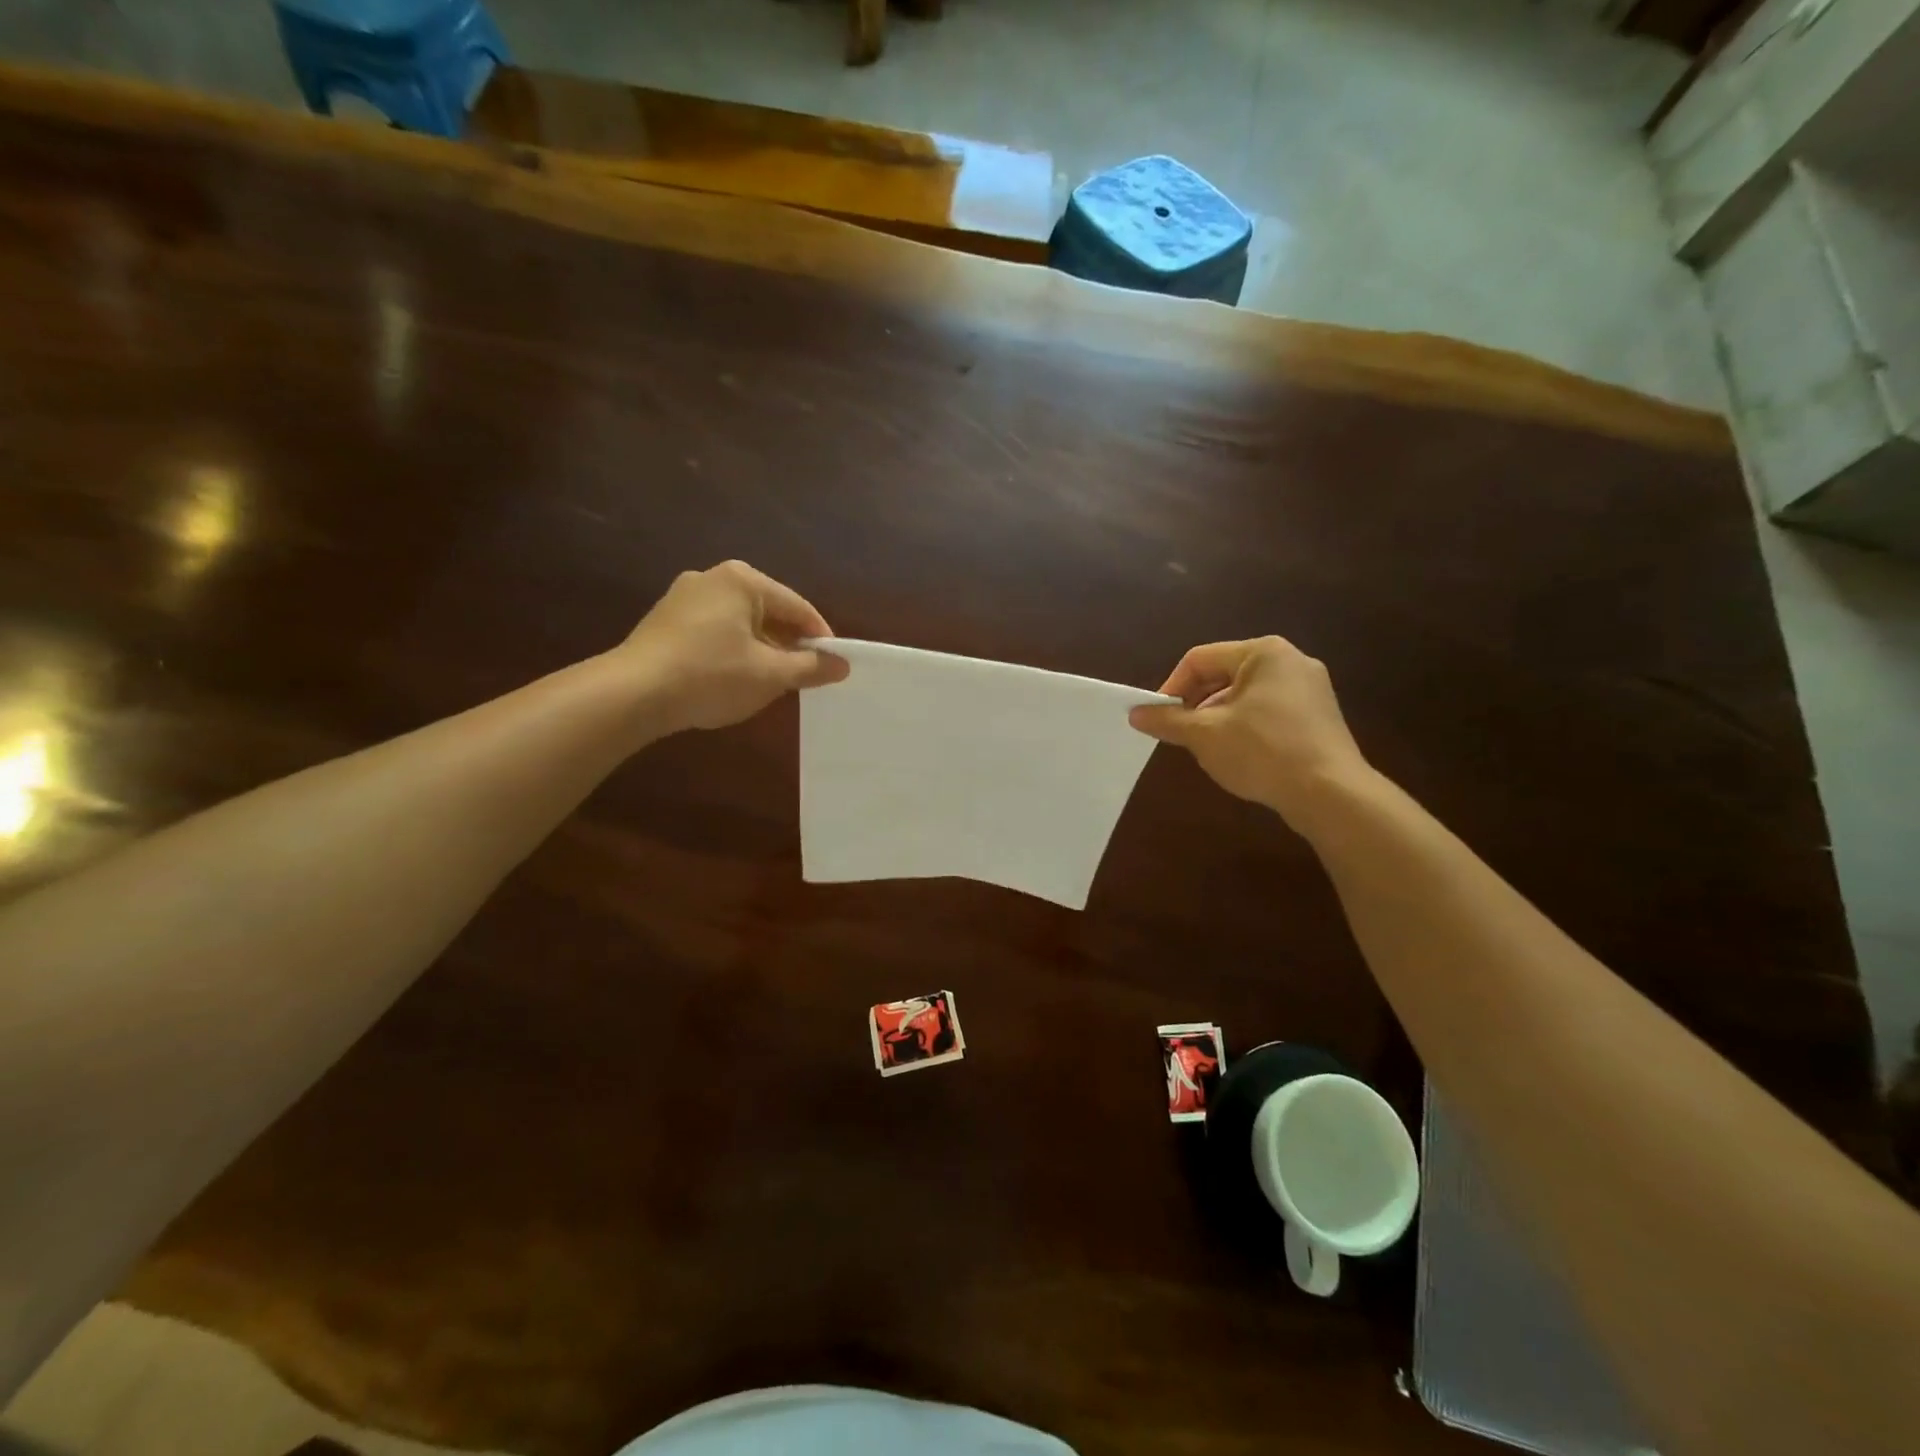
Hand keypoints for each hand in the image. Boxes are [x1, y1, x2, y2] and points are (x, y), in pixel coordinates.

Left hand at [617, 561, 848, 732]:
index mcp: (743, 581)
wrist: (632, 694)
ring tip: (770, 683)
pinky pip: (714, 631)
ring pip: (741, 623)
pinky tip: (732, 679)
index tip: (833, 667)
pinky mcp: (665, 620)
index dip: (820, 639)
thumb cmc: (711, 676)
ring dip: (761, 650)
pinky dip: (732, 651)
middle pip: (769, 612)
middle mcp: (713, 578)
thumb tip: (842, 665)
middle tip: (803, 678)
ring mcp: (684, 597)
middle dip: (789, 645)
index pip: (798, 608)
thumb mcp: (770, 675)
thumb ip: (810, 668)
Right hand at [1128, 637, 1369, 825]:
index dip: (1171, 687)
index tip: (1158, 718)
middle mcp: (1290, 661)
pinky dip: (1246, 727)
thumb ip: (1167, 720)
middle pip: (1223, 674)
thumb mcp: (1204, 735)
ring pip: (1245, 695)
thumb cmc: (1263, 751)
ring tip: (1208, 748)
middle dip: (1196, 703)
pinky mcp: (1319, 717)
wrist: (1331, 794)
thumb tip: (1135, 713)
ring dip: (1218, 718)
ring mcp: (1310, 689)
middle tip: (1180, 733)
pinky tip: (1240, 756)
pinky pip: (1269, 712)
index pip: (1199, 659)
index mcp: (1263, 653)